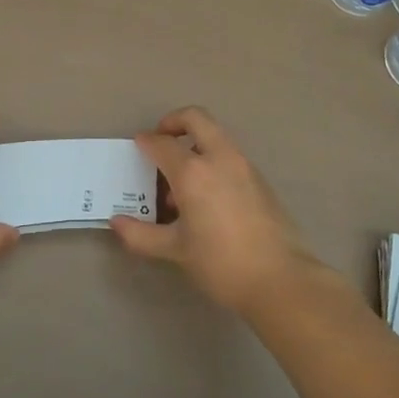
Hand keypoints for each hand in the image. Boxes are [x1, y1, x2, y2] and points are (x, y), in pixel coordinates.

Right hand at [110, 107, 320, 313]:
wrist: (281, 279)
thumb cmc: (221, 263)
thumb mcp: (176, 250)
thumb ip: (142, 234)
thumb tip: (117, 223)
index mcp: (193, 172)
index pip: (162, 143)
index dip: (146, 142)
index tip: (137, 146)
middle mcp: (219, 158)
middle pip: (196, 118)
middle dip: (174, 122)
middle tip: (161, 140)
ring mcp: (244, 165)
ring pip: (215, 135)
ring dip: (194, 143)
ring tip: (180, 180)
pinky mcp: (260, 179)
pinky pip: (229, 155)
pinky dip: (212, 159)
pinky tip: (205, 197)